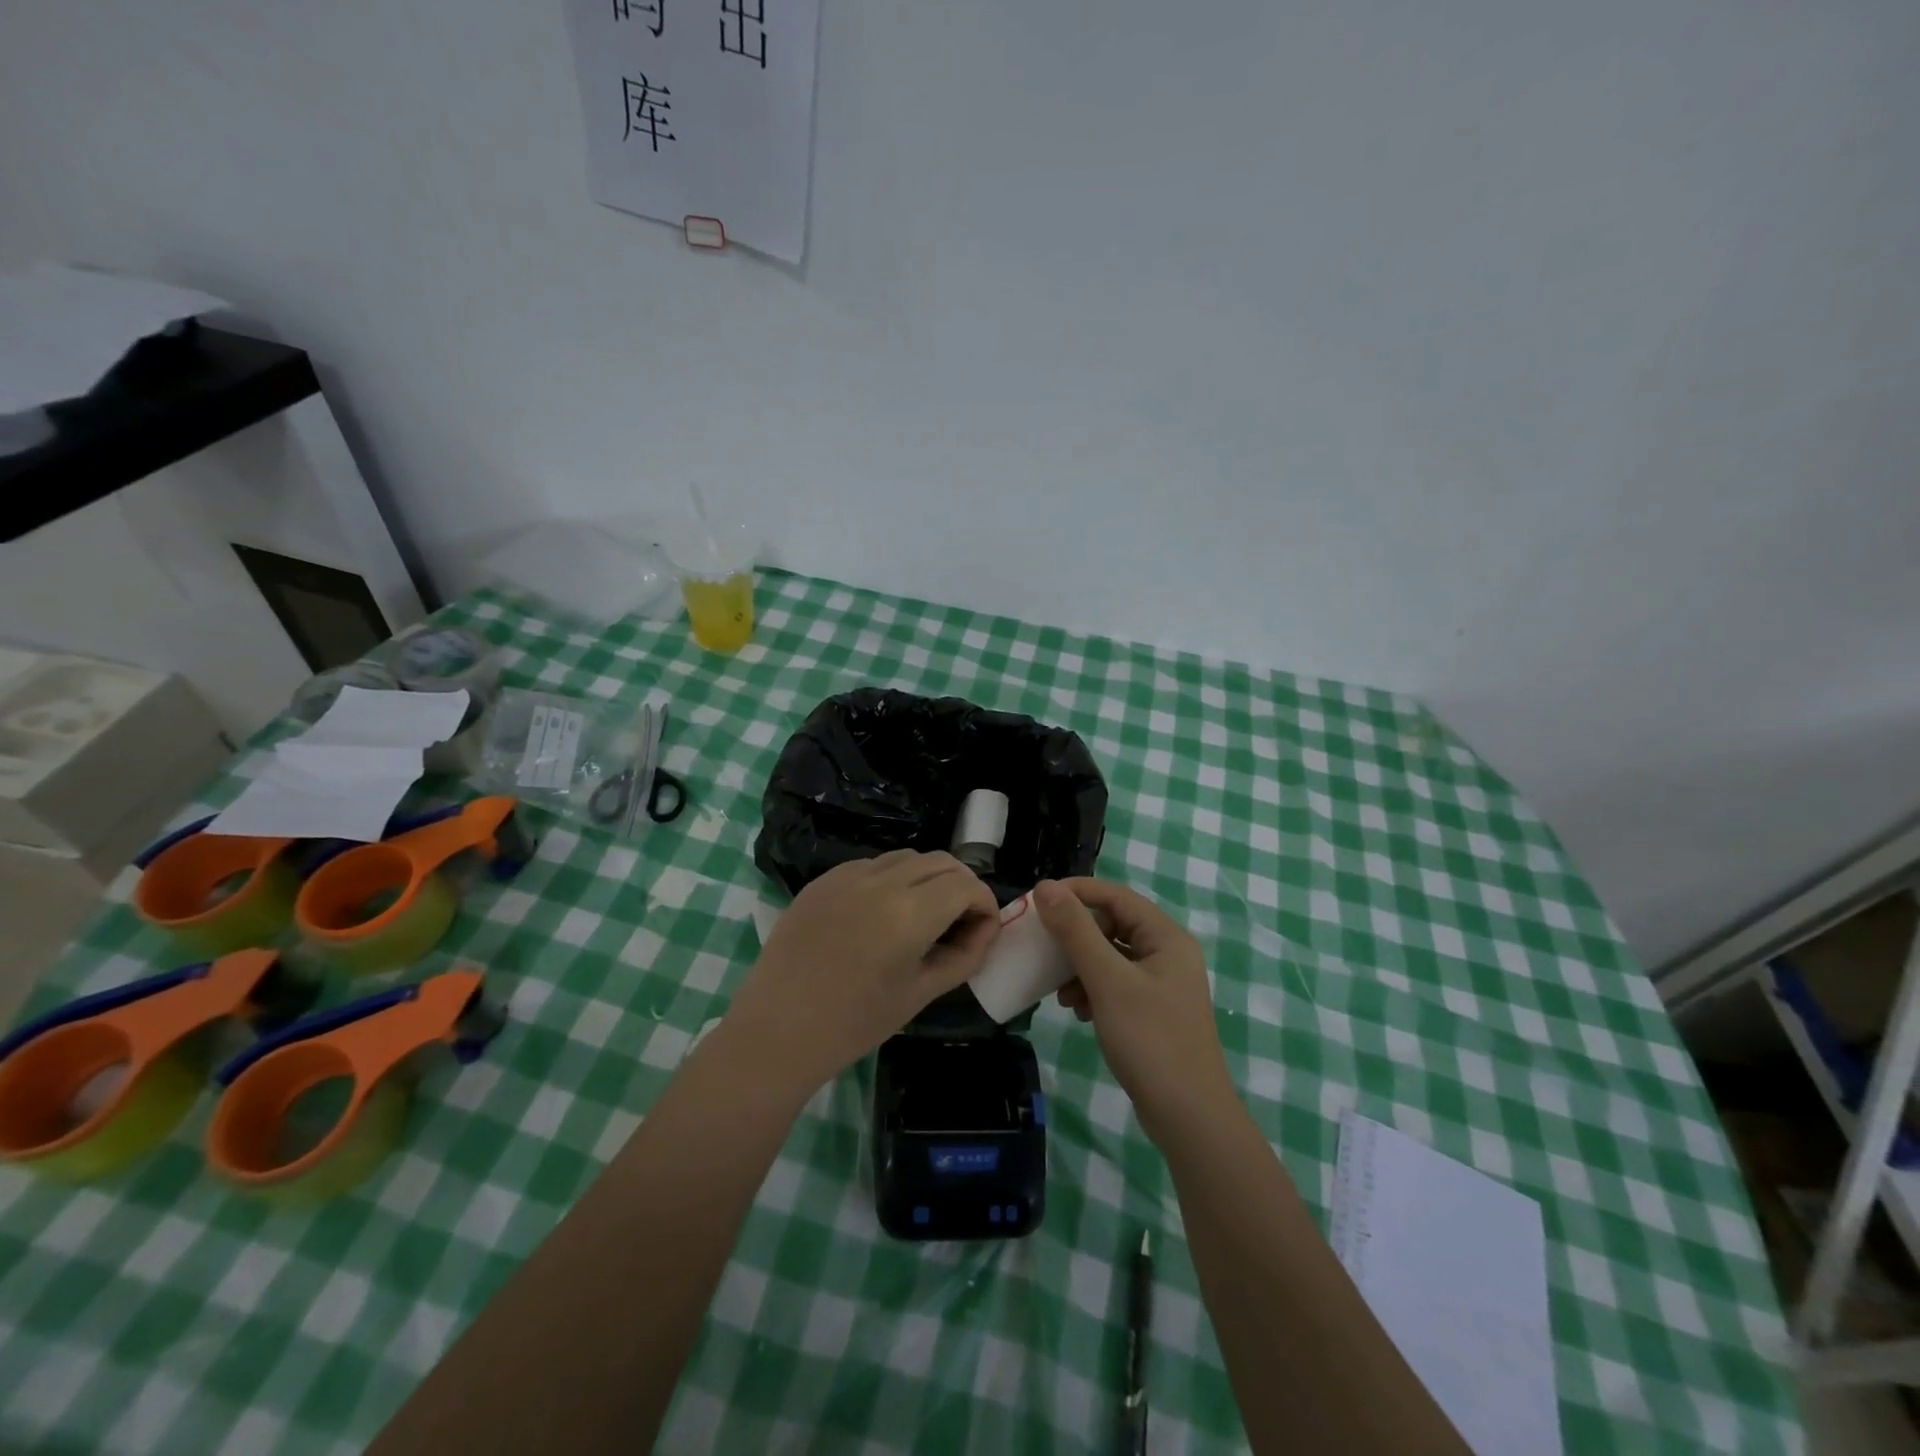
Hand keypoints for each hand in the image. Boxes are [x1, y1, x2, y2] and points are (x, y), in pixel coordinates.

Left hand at [724, 851, 1000, 1095]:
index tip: (984, 929)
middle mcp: (881, 881)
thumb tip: (986, 929)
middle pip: (940, 862)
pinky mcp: (823, 880)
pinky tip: (882, 913)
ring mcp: (847, 875)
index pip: (966, 885)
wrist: (778, 1030)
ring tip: (923, 914)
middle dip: (961, 886)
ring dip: (928, 878)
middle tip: (961, 921)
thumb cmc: (855, 1023)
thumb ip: (963, 956)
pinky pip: (872, 865)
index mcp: (909, 913)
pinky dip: (892, 879)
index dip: (984, 903)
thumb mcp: (920, 993)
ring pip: (906, 857)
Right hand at [1035, 878, 1235, 1143]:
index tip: (1038, 901)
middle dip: (1076, 937)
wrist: (1189, 1118)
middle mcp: (1167, 953)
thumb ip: (1076, 931)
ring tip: (1061, 993)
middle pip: (1113, 925)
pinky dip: (1093, 989)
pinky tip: (1079, 1011)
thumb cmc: (1150, 1040)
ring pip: (1111, 956)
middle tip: (1044, 949)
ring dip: (1080, 967)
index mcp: (1166, 937)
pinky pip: (1115, 983)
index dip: (1076, 892)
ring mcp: (1162, 984)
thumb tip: (1046, 887)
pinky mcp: (1153, 1010)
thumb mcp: (1107, 981)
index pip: (1116, 896)